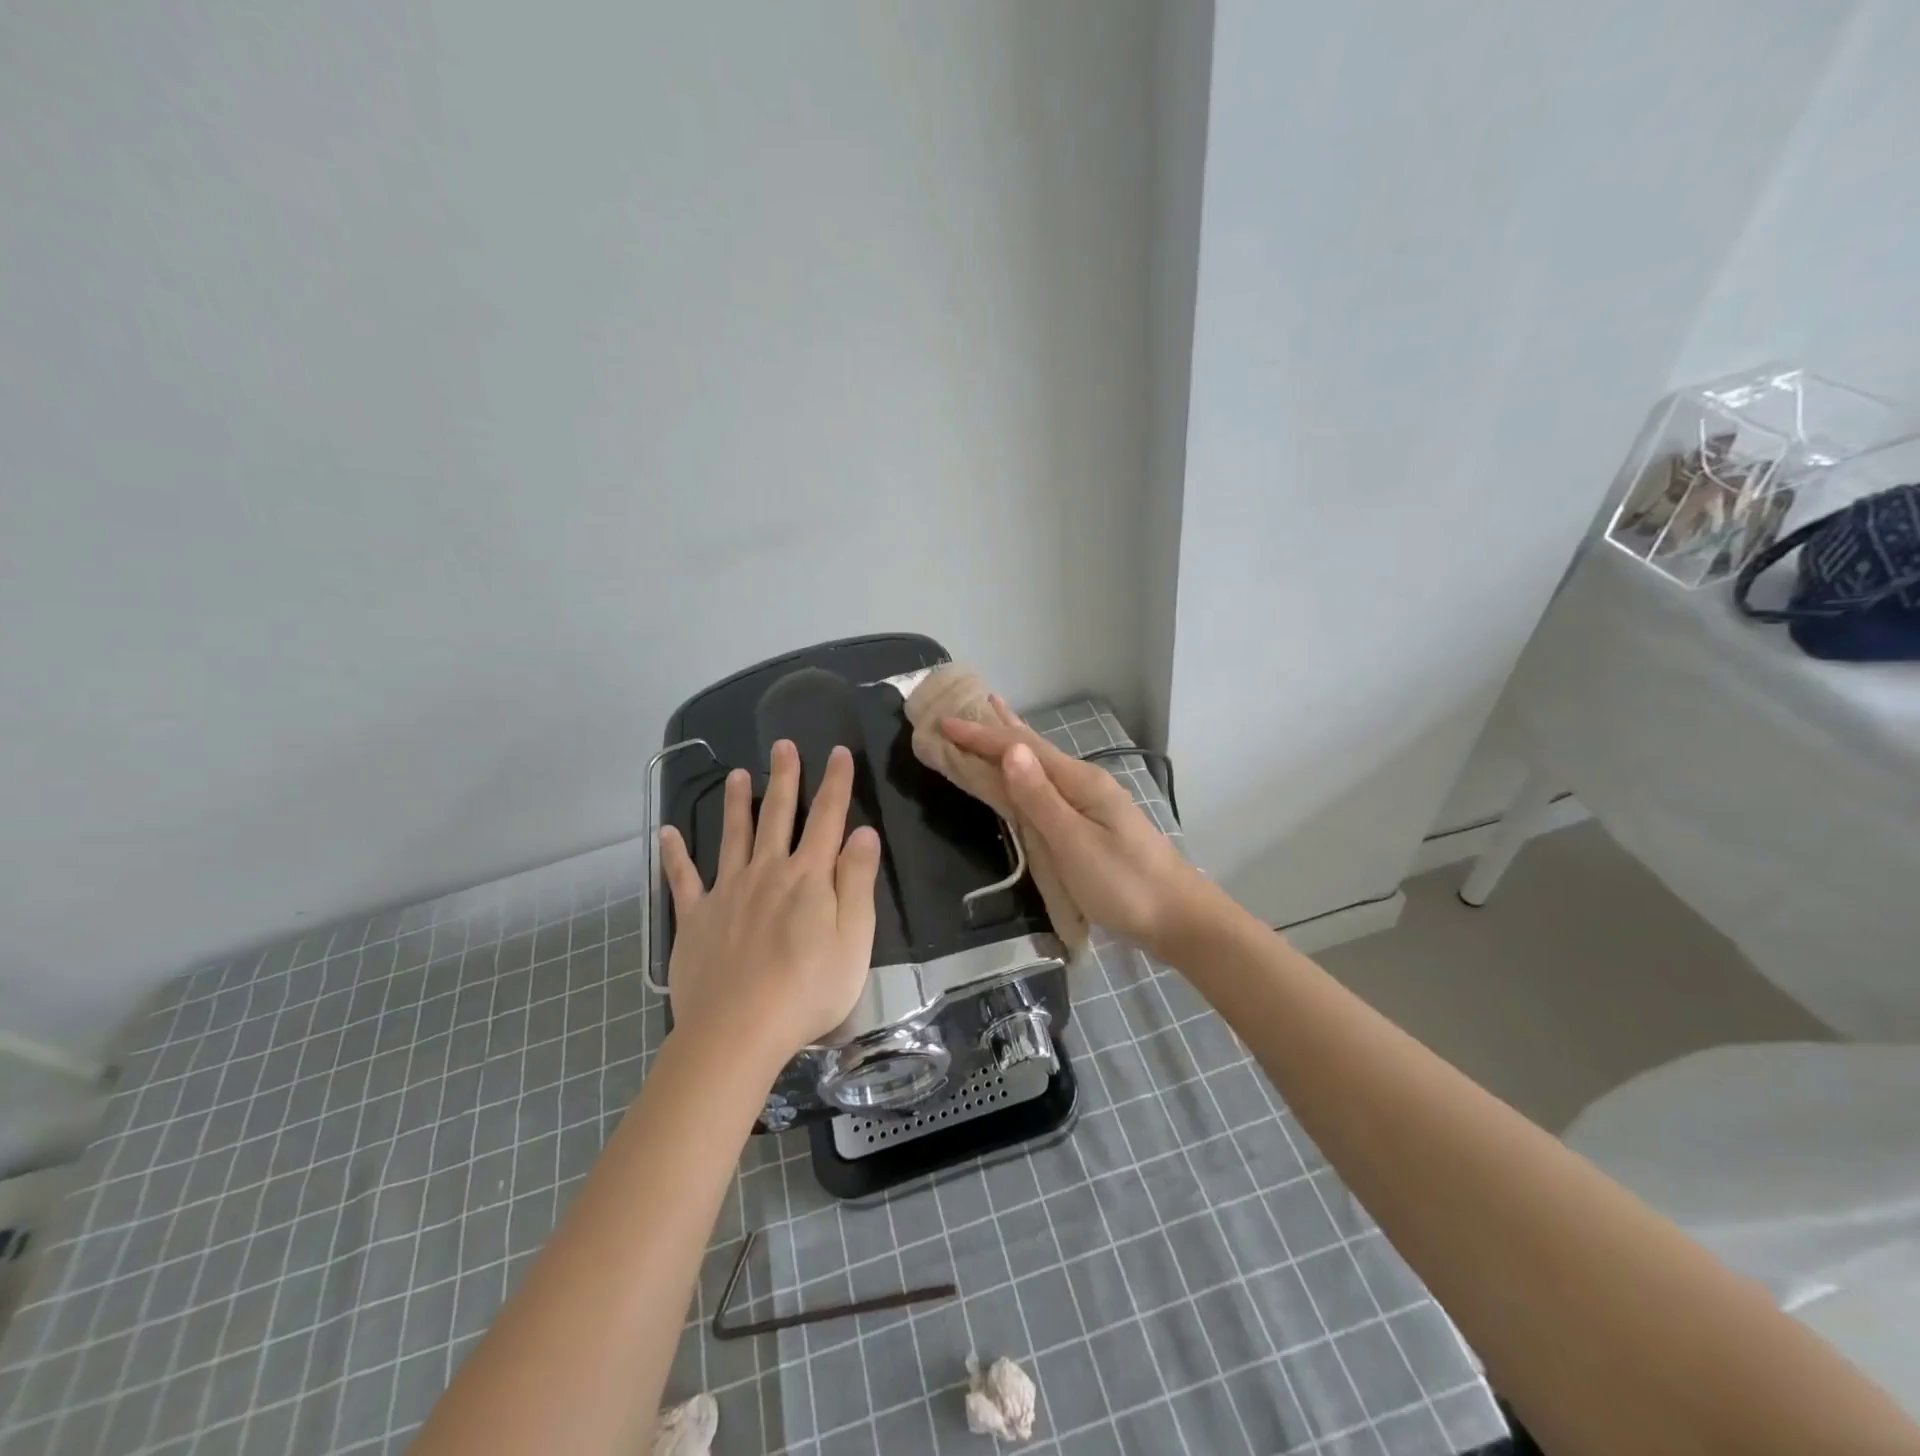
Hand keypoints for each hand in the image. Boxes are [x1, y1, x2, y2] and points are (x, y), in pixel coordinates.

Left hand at [657, 740, 881, 1065]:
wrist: (738, 1030)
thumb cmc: (808, 989)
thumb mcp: (854, 938)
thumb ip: (857, 882)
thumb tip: (862, 832)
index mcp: (809, 877)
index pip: (827, 818)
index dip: (835, 783)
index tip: (837, 752)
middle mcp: (767, 872)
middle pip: (777, 816)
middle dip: (784, 778)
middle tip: (782, 746)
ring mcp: (727, 892)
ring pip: (733, 836)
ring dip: (736, 803)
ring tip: (736, 774)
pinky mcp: (696, 918)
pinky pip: (683, 879)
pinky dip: (674, 855)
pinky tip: (666, 833)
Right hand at [939, 702, 1206, 955]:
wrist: (1178, 917)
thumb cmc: (1123, 884)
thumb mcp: (1075, 843)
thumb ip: (1040, 798)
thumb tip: (1011, 750)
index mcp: (1079, 782)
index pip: (1021, 749)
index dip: (980, 736)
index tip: (943, 723)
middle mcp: (1084, 783)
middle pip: (1032, 748)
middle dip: (995, 730)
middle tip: (962, 711)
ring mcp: (1091, 801)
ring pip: (1041, 764)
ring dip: (1011, 744)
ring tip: (992, 721)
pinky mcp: (1092, 821)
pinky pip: (1048, 784)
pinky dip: (1026, 770)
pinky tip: (1026, 772)